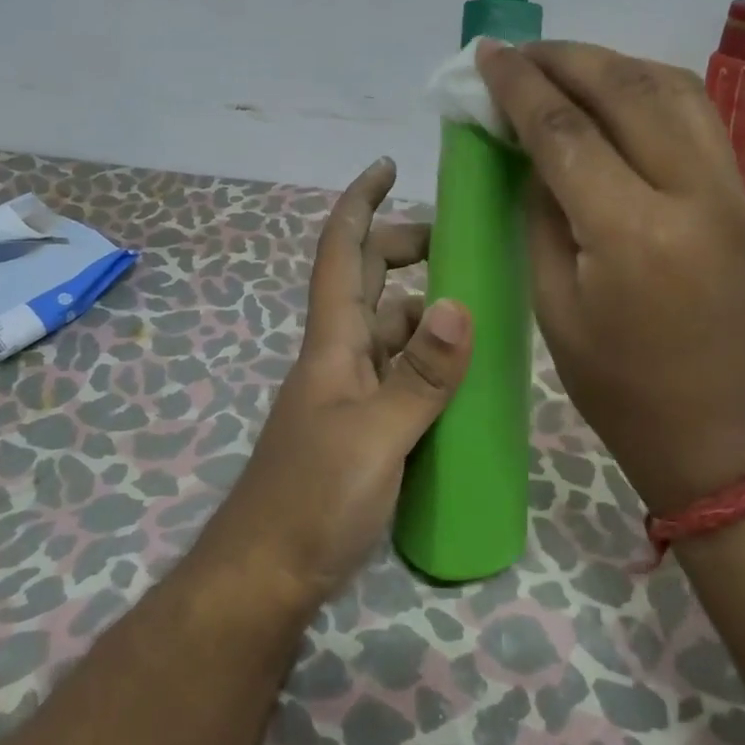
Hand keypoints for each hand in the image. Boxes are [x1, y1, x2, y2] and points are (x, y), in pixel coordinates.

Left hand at [198, 158, 472, 607]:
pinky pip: (399, 372)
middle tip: (458, 243)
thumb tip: (459, 304)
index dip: (360, 204)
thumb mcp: (376, 436)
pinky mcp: (363, 427)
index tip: (387, 167)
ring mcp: (349, 392)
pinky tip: (462, 372)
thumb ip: (421, 376)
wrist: (267, 576)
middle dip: (404, 247)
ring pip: (388, 327)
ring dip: (423, 305)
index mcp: (332, 341)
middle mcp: (338, 355)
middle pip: (368, 280)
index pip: (341, 253)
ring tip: (477, 305)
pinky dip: (427, 358)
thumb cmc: (312, 499)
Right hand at [476, 40, 744, 515]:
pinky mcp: (741, 193)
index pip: (564, 130)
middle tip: (516, 51)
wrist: (726, 437)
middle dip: (562, 58)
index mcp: (632, 232)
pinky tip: (615, 92)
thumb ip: (541, 214)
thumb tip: (529, 149)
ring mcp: (728, 187)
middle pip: (623, 88)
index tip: (486, 57)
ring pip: (669, 85)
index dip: (518, 86)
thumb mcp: (555, 305)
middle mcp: (690, 191)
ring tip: (561, 65)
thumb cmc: (622, 389)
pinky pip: (695, 113)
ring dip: (610, 62)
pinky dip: (649, 85)